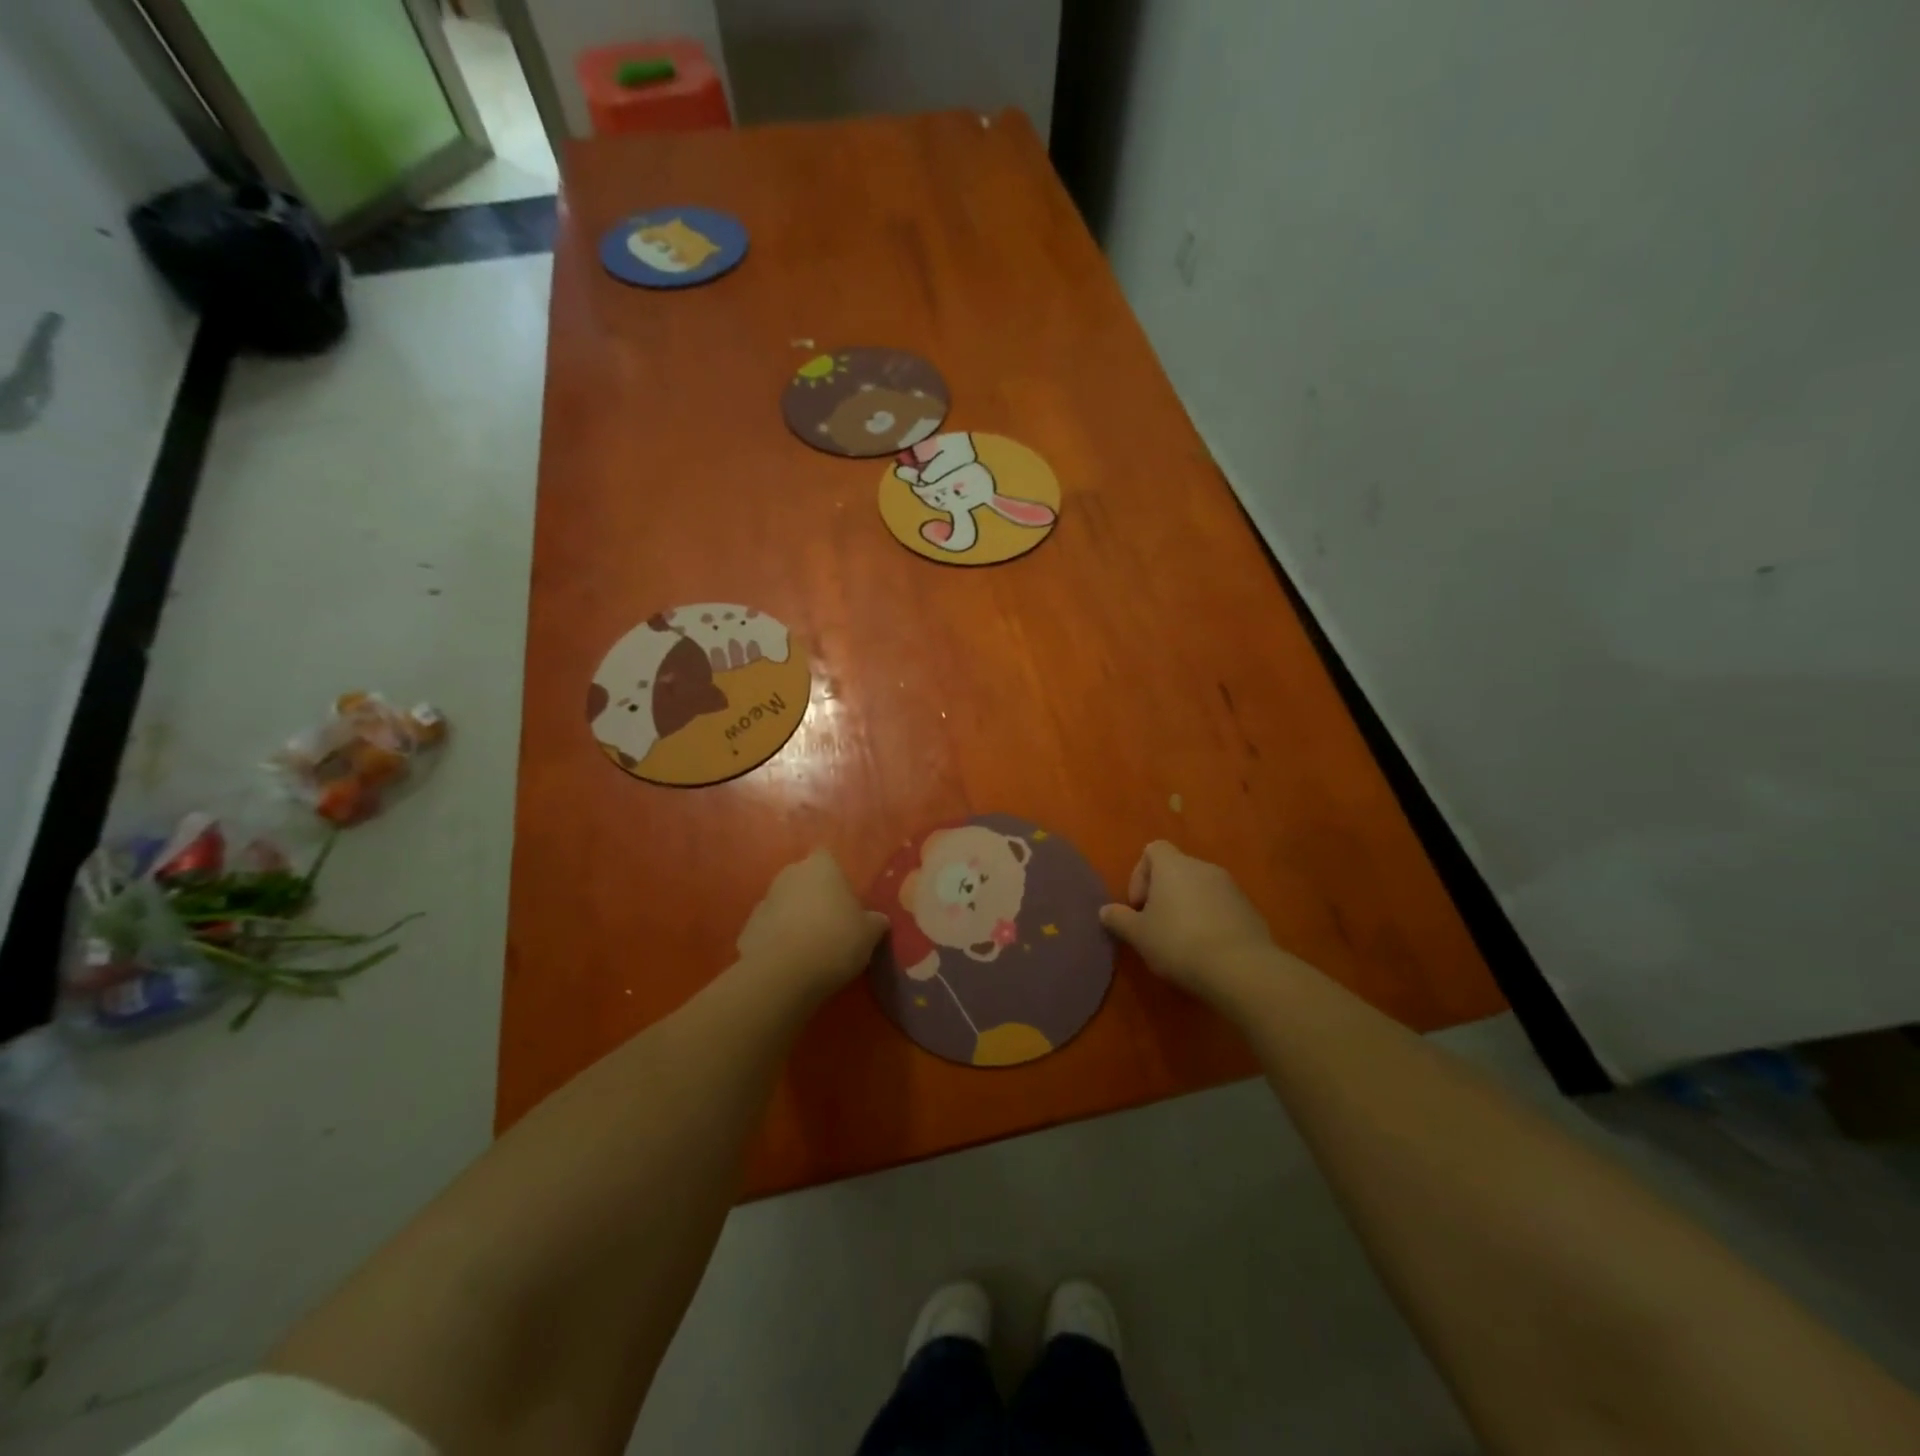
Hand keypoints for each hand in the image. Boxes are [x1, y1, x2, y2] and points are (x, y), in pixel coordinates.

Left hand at [735, 850, 888, 1004]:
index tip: (845, 901)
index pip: (827, 858)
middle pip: (804, 880)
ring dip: (794, 918)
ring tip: (810, 947)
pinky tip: (789, 961)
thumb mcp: (870, 933)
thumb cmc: (835, 940)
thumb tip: (878, 920)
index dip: (836, 878)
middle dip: (814, 896)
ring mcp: (764, 900)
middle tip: (831, 924)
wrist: (783, 974)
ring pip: (785, 904)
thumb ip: (875, 921)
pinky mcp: (747, 928)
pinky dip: (777, 939)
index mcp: (821, 867)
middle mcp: (789, 874)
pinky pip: (769, 929)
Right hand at [1099, 842, 1278, 1006]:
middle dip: (1163, 895)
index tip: (1139, 906)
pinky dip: (1210, 921)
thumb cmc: (1179, 943)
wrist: (1241, 968)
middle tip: (1156, 927)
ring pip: (1200, 889)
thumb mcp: (1139, 936)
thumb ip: (1119, 919)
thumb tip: (1105, 911)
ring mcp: (1231, 887)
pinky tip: (1207, 950)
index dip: (1140, 875)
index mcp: (1174, 866)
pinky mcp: (1250, 909)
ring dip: (1187, 908)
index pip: (1153, 849)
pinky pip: (1221, 907)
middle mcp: (1203, 868)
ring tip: (1182, 942)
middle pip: (1176, 870)